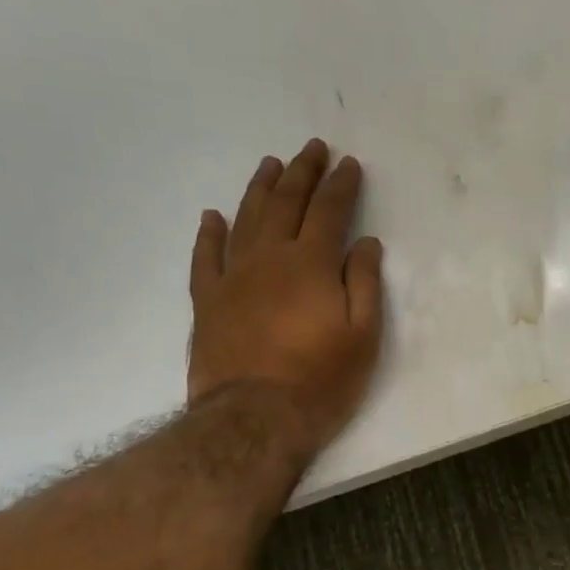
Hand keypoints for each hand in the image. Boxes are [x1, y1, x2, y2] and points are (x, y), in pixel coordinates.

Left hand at [188, 139, 384, 457]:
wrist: (253, 420)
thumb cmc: (321, 379)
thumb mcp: (363, 335)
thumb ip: (363, 283)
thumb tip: (364, 243)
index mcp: (311, 264)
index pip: (329, 211)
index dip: (341, 185)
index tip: (349, 164)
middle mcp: (270, 259)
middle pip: (286, 204)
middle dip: (302, 173)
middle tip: (312, 149)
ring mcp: (233, 278)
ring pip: (245, 220)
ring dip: (259, 189)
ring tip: (270, 165)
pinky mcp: (207, 302)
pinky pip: (205, 257)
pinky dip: (209, 234)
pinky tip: (213, 216)